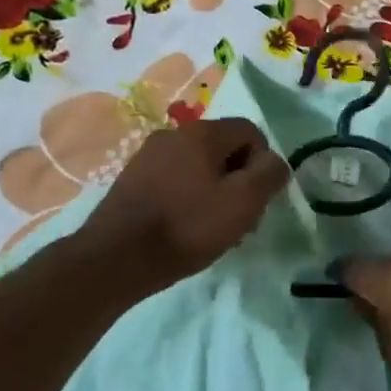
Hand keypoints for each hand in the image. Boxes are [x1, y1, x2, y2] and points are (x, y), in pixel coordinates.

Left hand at [72, 118, 289, 299]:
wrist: (116, 258)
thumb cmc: (187, 226)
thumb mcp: (244, 202)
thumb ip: (269, 175)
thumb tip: (274, 163)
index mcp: (202, 132)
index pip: (250, 132)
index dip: (263, 164)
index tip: (257, 199)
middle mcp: (173, 134)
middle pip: (224, 149)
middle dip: (239, 180)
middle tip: (240, 219)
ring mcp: (148, 156)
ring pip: (199, 166)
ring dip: (215, 192)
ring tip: (213, 229)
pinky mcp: (132, 179)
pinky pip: (175, 180)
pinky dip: (188, 199)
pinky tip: (185, 229)